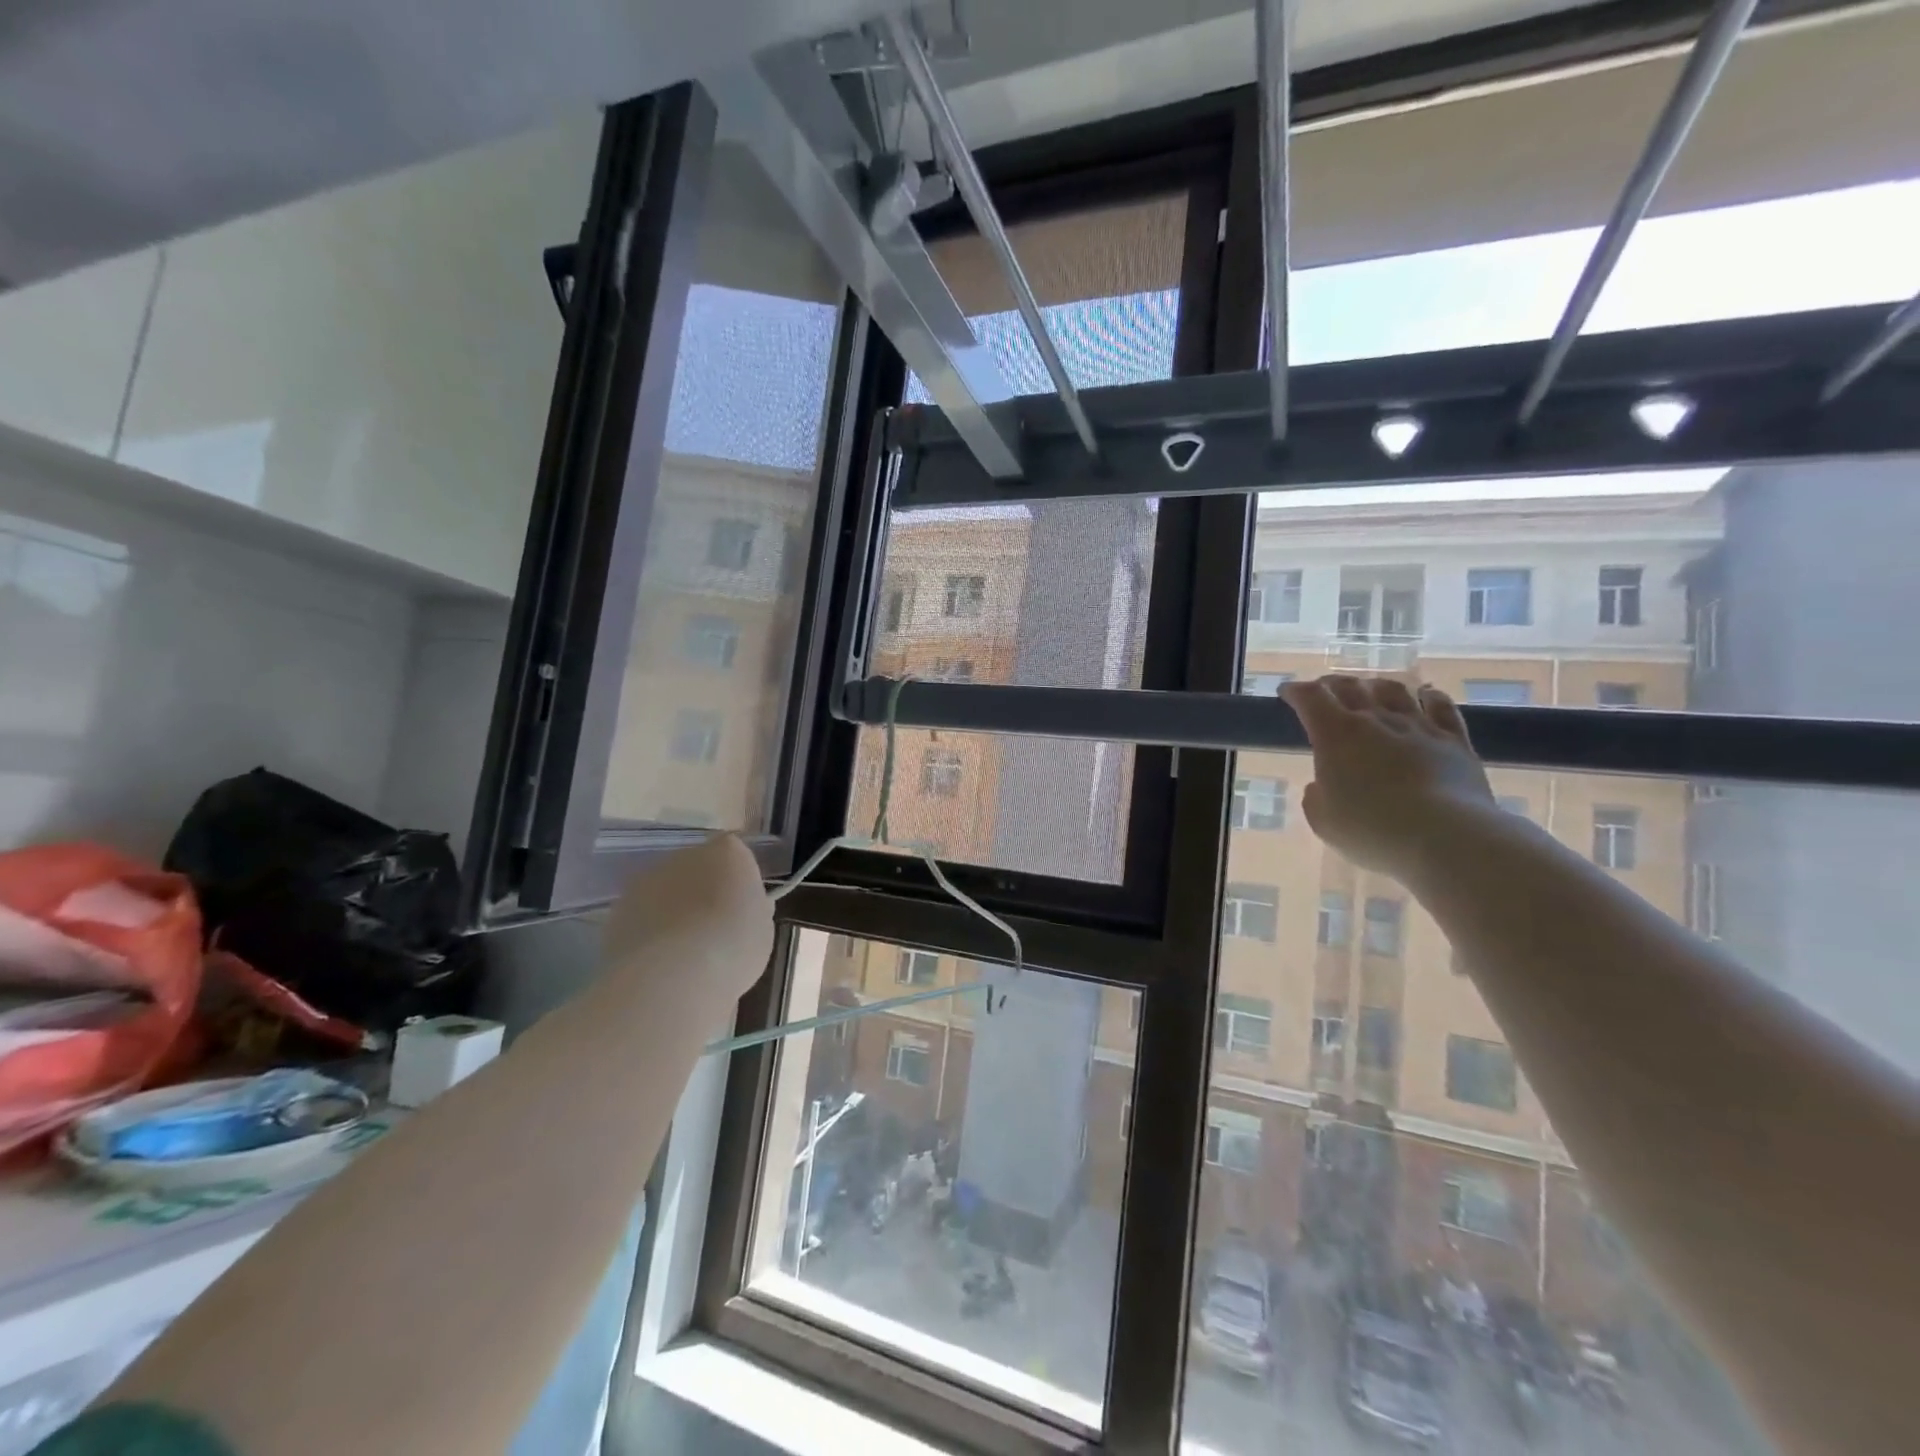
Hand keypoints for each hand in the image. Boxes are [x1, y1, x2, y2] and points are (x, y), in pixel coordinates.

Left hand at [601, 834, 774, 1006]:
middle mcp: (685, 855)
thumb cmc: (733, 946)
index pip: (736, 856)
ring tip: (683, 953)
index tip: (742, 911)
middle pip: (698, 869)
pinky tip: (658, 962)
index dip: (738, 883)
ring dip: (673, 911)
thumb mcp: (762, 929)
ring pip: (666, 891)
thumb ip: (751, 909)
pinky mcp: (618, 909)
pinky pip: (642, 915)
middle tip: (713, 931)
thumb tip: (740, 908)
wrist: (672, 976)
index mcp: (728, 852)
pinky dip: (649, 932)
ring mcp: (647, 879)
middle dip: (703, 893)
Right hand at [1279, 676, 1494, 882]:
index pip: (1310, 698)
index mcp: (1336, 735)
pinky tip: (1426, 695)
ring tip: (1369, 689)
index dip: (1296, 691)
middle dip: (1331, 685)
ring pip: (1394, 691)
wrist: (1446, 837)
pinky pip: (1442, 707)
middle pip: (1350, 687)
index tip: (1287, 692)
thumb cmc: (1371, 830)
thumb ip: (1317, 797)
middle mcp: (1375, 720)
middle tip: (1323, 690)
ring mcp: (1418, 727)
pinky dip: (1430, 696)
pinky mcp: (1454, 741)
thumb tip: (1322, 786)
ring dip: (1375, 686)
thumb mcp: (1323, 820)